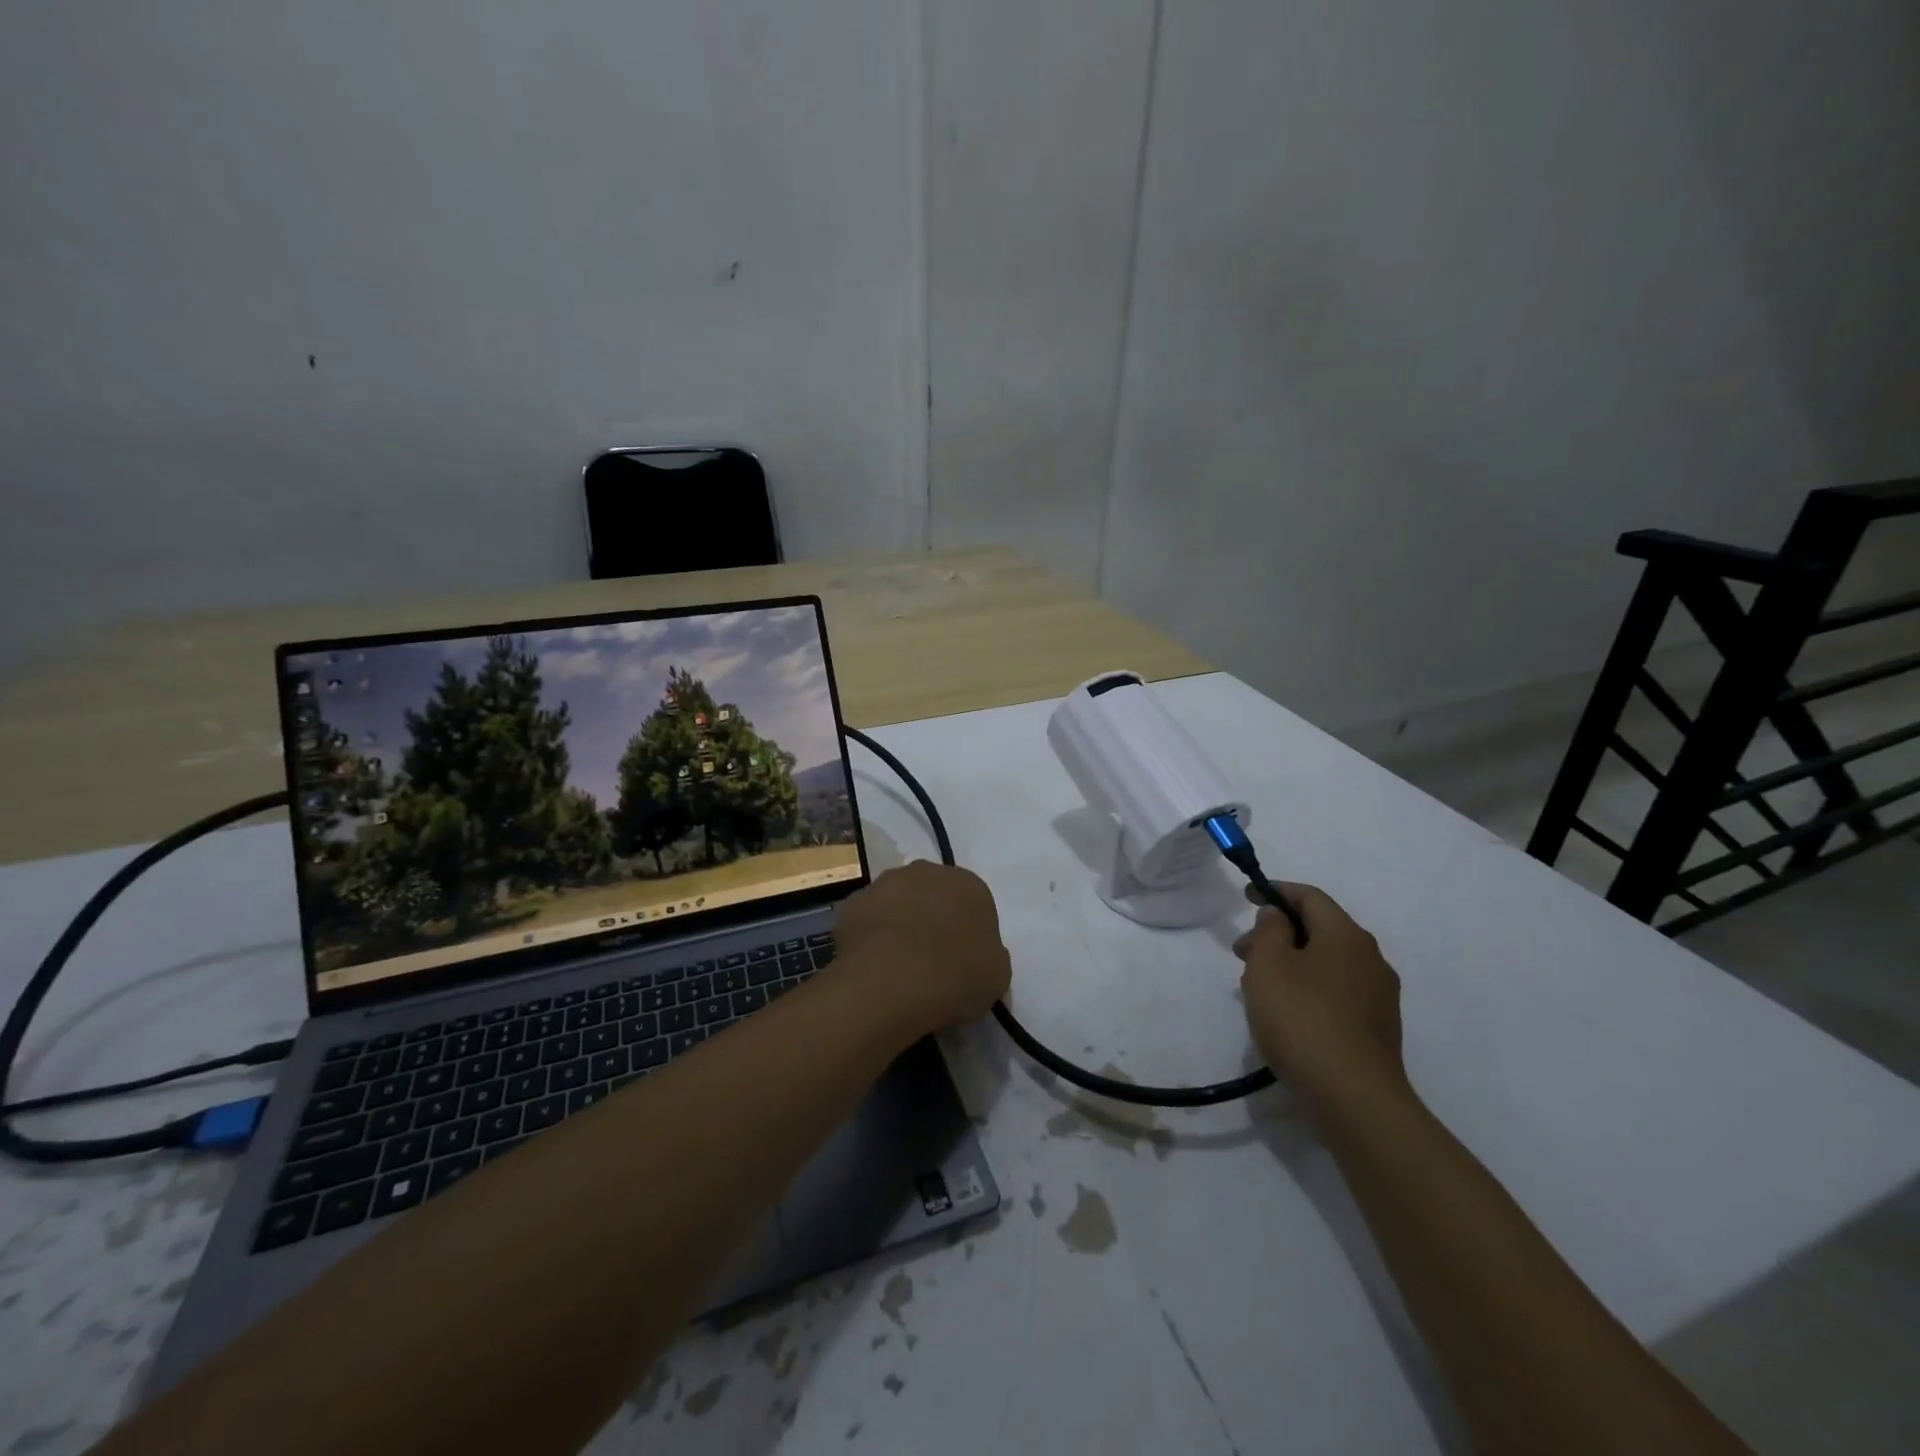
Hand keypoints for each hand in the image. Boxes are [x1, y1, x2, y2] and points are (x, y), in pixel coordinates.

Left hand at [832, 861, 1011, 1034]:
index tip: (962, 961)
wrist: (894, 980)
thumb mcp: (997, 975)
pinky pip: (867, 920)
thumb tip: (977, 956)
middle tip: (929, 960)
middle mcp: (929, 871)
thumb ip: (990, 956)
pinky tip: (872, 966)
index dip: (967, 933)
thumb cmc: (957, 976)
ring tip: (897, 965)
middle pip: (933, 895)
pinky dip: (869, 937)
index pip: (973, 904)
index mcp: (970, 885)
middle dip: (931, 919)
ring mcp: (887, 882)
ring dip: (898, 924)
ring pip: (897, 902)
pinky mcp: (854, 901)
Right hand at [1234, 881, 1407, 1118]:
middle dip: (1278, 933)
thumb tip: (1279, 917)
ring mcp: (1379, 996)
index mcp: (1346, 935)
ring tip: (1257, 986)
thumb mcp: (1268, 964)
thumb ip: (1269, 930)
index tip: (1247, 897)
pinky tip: (1286, 1013)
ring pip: (1327, 962)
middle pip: (1320, 929)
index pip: (1310, 896)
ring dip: (1291, 963)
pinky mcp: (1377, 1029)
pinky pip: (1336, 992)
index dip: (1276, 891)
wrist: (1355, 1099)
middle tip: (1242, 952)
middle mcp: (1370, 958)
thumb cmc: (1302, 1019)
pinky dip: (1308, 988)